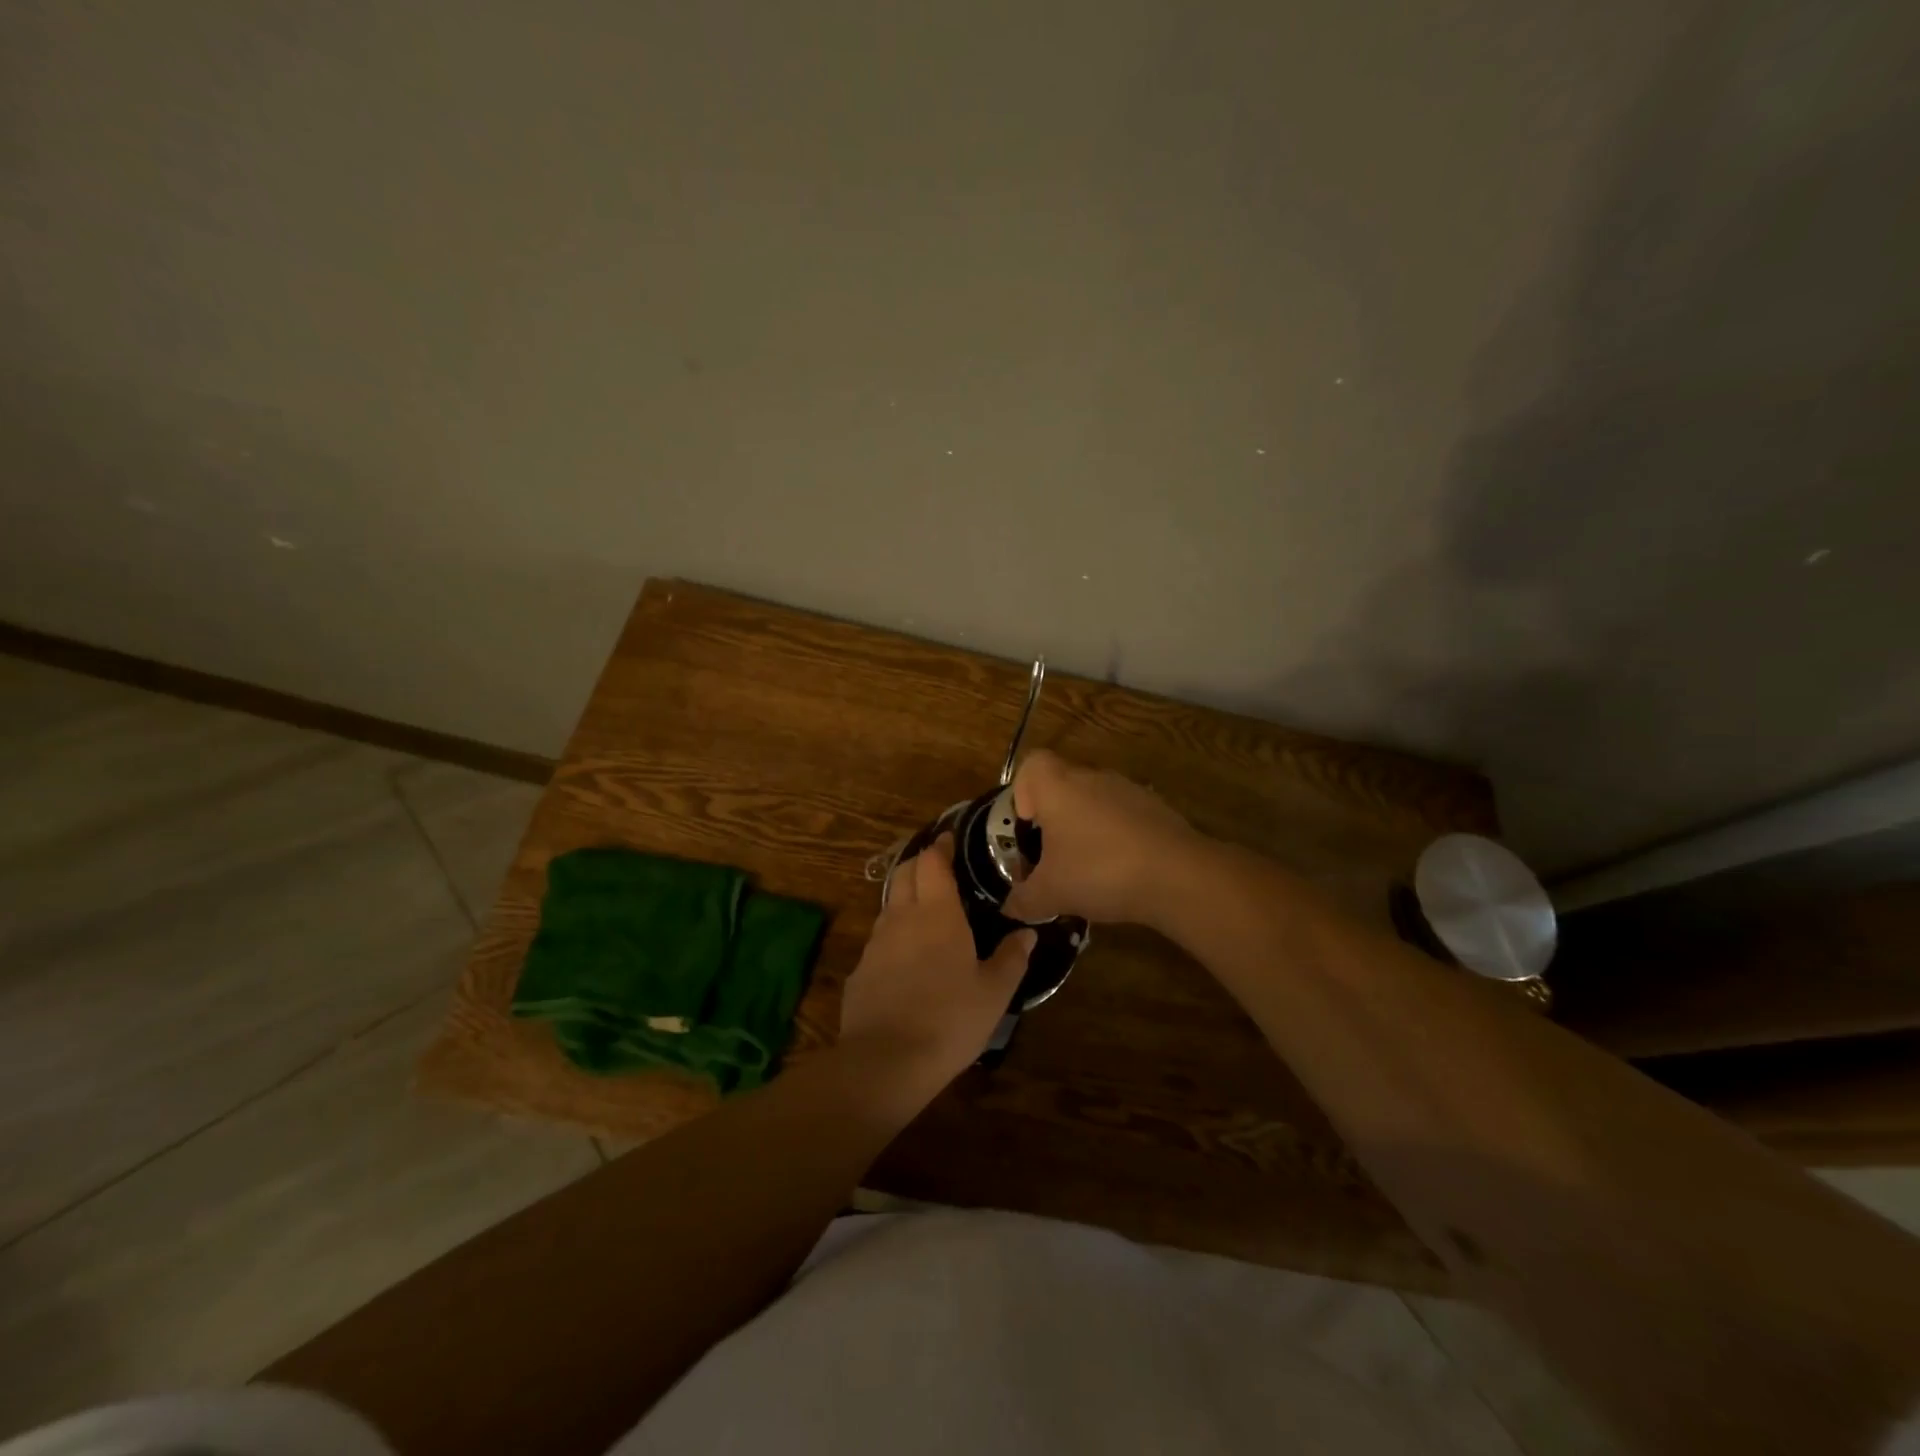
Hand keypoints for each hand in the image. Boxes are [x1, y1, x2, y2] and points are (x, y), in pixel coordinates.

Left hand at [838, 834, 1034, 1095]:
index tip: (951, 839)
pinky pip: (879, 939)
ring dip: (906, 897)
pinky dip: (895, 935)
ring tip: (927, 911)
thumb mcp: (994, 993)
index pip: (933, 861)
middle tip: (941, 868)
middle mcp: (902, 917)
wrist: (885, 1061)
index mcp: (937, 913)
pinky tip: (907, 958)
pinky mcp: (860, 969)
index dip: (941, 846)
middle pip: (904, 872)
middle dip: (920, 863)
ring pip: (890, 904)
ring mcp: (875, 943)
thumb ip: (1012, 958)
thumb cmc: (950, 1020)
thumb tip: (1027, 933)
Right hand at [1001, 750, 1197, 925]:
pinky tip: (1122, 873)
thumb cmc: (1100, 871)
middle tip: (1053, 858)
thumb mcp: (1050, 894)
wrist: (1178, 875)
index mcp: (1059, 786)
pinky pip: (1124, 818)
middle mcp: (1092, 777)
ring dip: (1087, 830)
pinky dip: (1117, 838)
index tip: (1029, 827)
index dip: (1023, 792)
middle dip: (1054, 821)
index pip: (1031, 765)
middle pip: (1063, 786)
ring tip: (1089, 871)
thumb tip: (1010, 908)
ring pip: (1095, 802)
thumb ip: (1023, 899)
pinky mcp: (1157, 809)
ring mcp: (1129, 790)